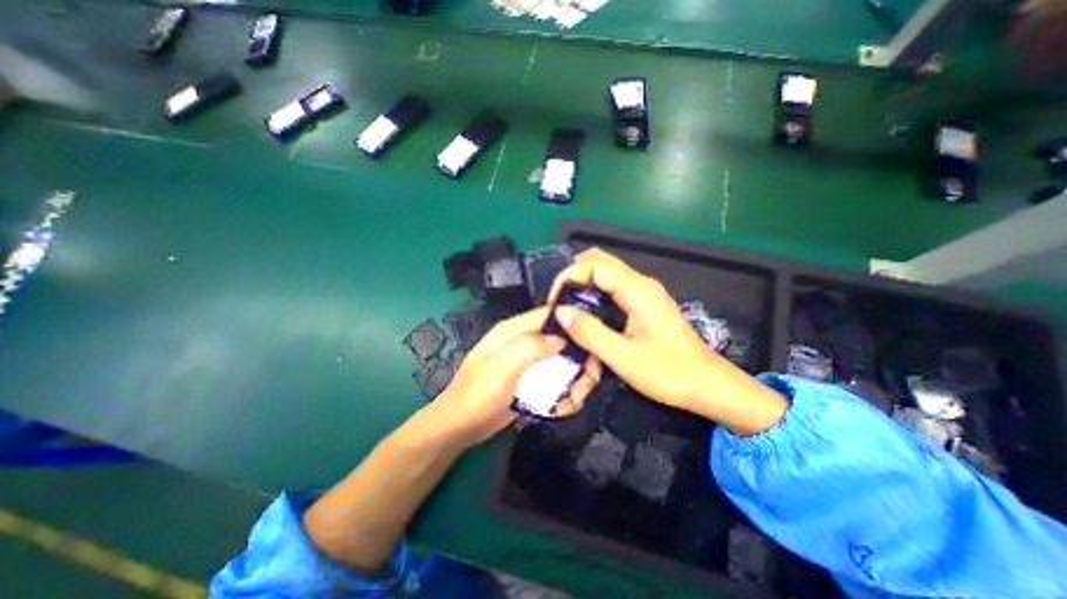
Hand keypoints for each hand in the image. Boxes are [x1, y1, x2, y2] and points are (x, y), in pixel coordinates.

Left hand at [423, 306, 598, 445]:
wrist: (460, 428)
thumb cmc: (477, 395)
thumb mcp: (500, 367)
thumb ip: (529, 346)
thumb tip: (561, 338)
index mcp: (514, 331)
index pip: (550, 314)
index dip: (573, 323)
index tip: (593, 343)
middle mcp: (524, 342)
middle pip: (562, 340)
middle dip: (579, 360)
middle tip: (584, 385)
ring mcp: (529, 363)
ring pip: (563, 362)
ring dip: (574, 380)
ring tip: (573, 401)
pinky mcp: (532, 381)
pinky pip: (556, 380)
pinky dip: (564, 392)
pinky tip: (563, 407)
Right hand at [549, 248, 781, 433]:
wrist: (708, 385)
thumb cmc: (669, 372)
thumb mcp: (623, 357)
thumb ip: (589, 332)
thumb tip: (560, 311)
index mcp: (637, 290)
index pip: (593, 265)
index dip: (568, 277)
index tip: (554, 302)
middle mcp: (641, 283)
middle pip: (600, 261)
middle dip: (574, 275)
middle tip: (558, 300)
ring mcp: (645, 292)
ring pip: (607, 273)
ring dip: (584, 283)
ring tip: (568, 307)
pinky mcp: (646, 304)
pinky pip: (614, 287)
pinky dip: (596, 292)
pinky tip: (588, 313)